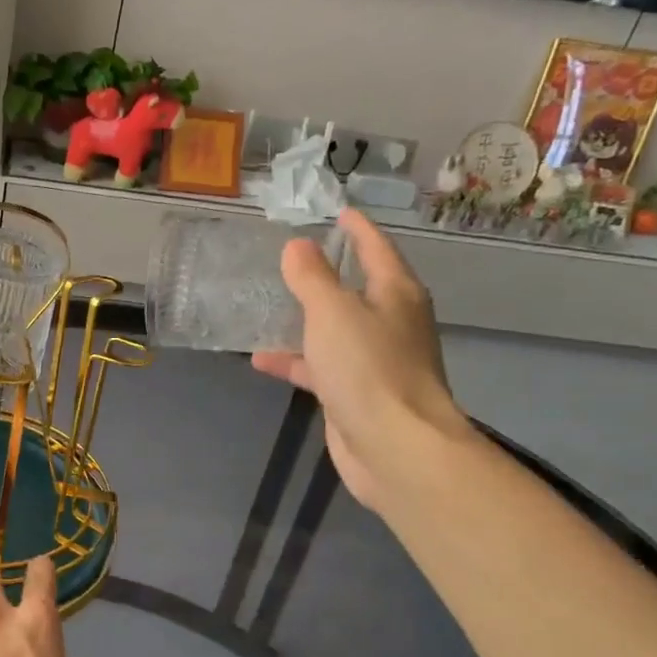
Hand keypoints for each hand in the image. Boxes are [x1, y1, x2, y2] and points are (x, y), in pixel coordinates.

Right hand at [251, 209, 472, 509]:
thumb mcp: (333, 312)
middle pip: (359, 288)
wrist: (395, 446)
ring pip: (336, 329)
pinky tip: (261, 359)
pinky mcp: (356, 394)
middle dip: (330, 273)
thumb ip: (312, 277)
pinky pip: (321, 366)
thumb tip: (297, 245)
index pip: (377, 248)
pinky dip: (295, 361)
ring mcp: (375, 361)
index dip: (357, 228)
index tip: (338, 210)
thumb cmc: (369, 368)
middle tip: (295, 255)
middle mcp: (391, 323)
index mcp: (396, 294)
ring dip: (306, 318)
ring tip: (269, 305)